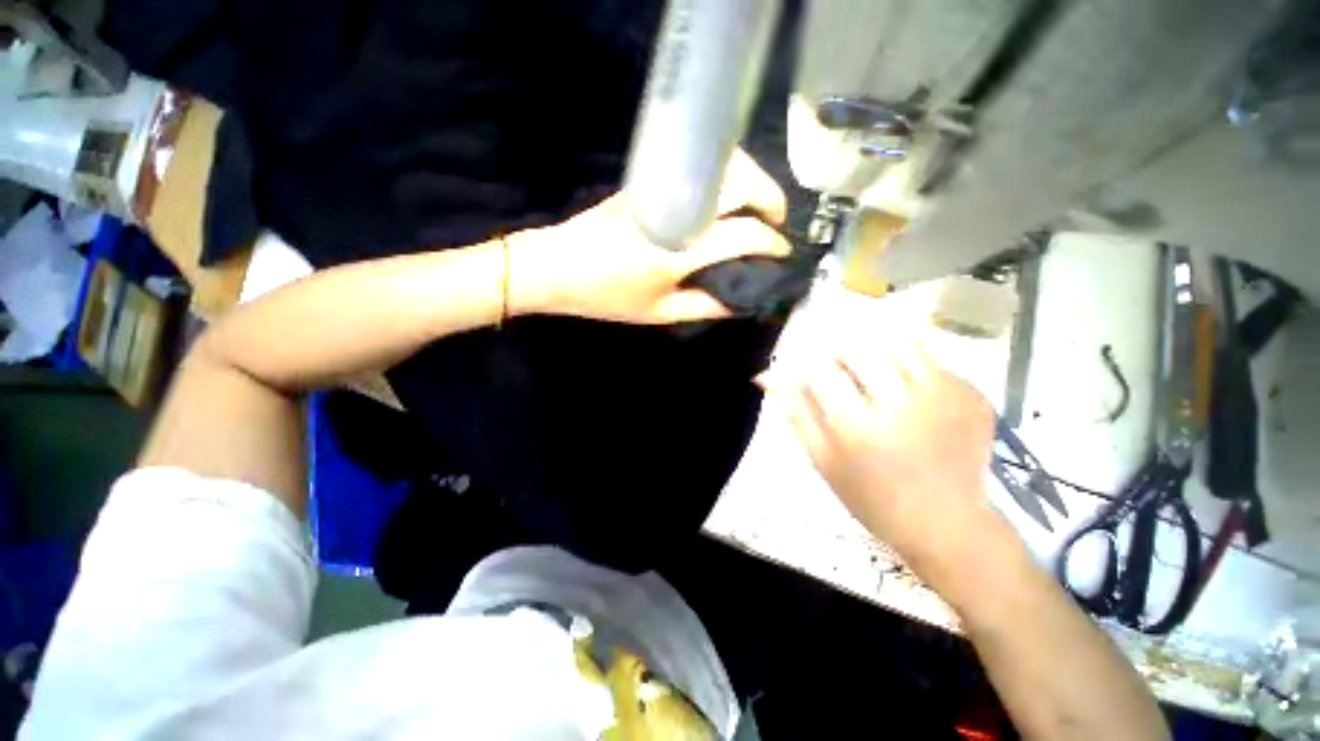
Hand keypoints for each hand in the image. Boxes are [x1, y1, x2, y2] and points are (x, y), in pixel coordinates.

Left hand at [508, 149, 790, 323]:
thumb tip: (738, 300)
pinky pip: (697, 169)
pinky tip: (725, 199)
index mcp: (680, 249)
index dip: (771, 242)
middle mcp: (677, 210)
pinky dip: (723, 176)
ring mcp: (661, 189)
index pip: (742, 234)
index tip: (783, 251)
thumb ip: (703, 306)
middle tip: (777, 221)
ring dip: (749, 178)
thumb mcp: (658, 313)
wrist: (557, 266)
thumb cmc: (607, 296)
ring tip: (756, 207)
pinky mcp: (648, 182)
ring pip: (720, 164)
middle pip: (739, 183)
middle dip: (770, 197)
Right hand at [761, 338, 1000, 572]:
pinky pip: (931, 356)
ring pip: (897, 338)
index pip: (821, 370)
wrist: (948, 524)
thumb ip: (795, 411)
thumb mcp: (822, 459)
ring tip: (871, 371)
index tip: (809, 373)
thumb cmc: (872, 497)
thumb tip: (766, 373)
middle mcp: (904, 405)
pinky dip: (909, 361)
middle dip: (839, 351)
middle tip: (841, 372)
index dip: (808, 364)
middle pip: (859, 345)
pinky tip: (908, 390)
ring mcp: (946, 396)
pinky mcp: (973, 393)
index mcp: (859, 429)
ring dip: (874, 345)